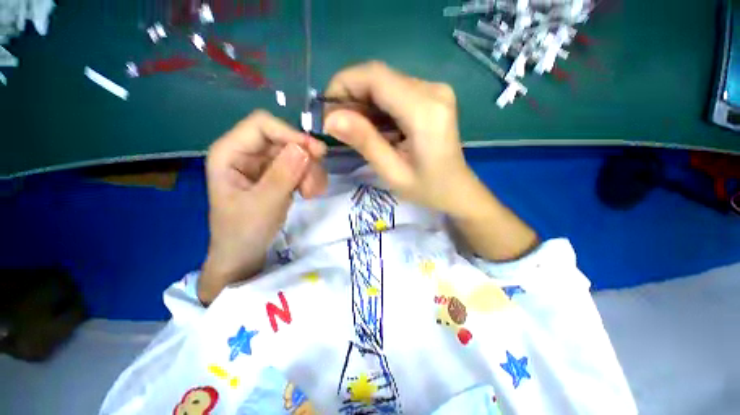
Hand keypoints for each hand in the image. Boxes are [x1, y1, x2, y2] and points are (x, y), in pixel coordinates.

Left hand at [200, 111, 327, 303]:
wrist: (244, 255)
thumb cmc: (244, 232)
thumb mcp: (264, 204)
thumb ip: (283, 175)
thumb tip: (305, 149)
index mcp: (230, 153)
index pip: (263, 125)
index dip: (291, 134)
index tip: (317, 154)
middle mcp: (247, 153)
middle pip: (284, 140)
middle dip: (305, 161)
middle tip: (314, 187)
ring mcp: (264, 165)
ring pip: (297, 154)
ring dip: (310, 172)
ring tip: (312, 194)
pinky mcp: (277, 175)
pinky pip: (300, 167)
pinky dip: (310, 178)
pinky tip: (310, 194)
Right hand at [322, 61, 479, 216]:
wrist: (457, 190)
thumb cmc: (427, 188)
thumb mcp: (392, 172)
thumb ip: (364, 142)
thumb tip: (330, 119)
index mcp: (425, 110)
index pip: (376, 77)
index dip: (344, 85)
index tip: (326, 109)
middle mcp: (433, 91)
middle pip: (380, 77)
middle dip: (351, 96)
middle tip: (336, 124)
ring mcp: (435, 91)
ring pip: (386, 84)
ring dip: (363, 102)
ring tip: (352, 129)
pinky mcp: (432, 97)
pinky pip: (396, 92)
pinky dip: (378, 107)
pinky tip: (372, 127)